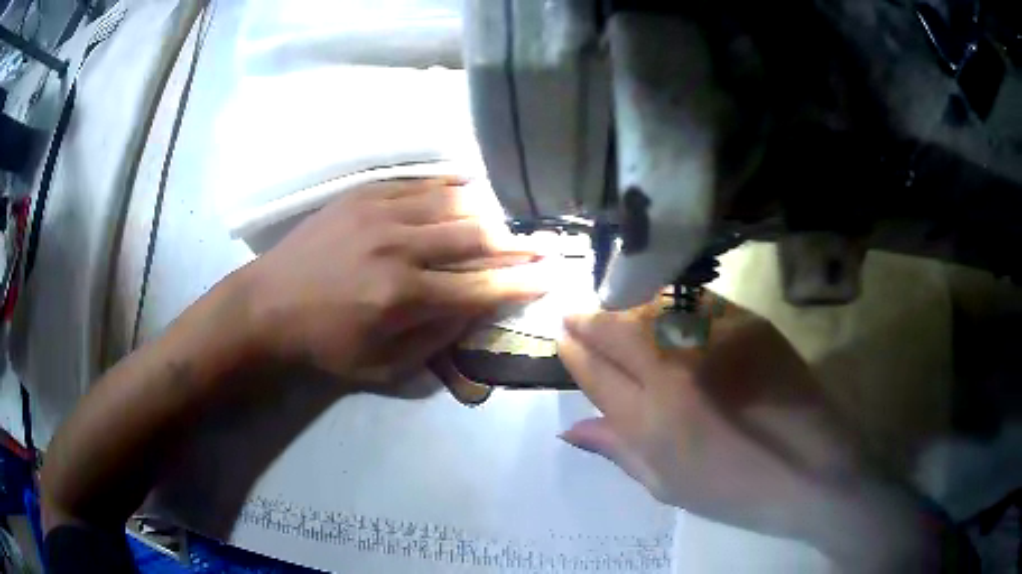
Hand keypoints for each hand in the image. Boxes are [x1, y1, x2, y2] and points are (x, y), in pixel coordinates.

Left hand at [239, 177, 545, 382]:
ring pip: (455, 202)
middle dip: (517, 243)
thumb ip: (437, 339)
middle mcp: (399, 248)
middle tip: (542, 245)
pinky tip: (469, 191)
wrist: (267, 305)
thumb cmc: (325, 345)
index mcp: (403, 297)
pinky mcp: (365, 194)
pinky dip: (453, 187)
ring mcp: (380, 213)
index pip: (481, 286)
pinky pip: (422, 183)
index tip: (552, 275)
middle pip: (477, 235)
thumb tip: (476, 308)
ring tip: (507, 222)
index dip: (522, 281)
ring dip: (488, 213)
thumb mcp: (383, 367)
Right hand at [558, 298, 951, 570]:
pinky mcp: (748, 322)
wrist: (814, 470)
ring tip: (611, 306)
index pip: (595, 371)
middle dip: (587, 317)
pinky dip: (667, 301)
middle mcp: (677, 372)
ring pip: (651, 308)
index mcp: (653, 422)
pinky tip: (660, 307)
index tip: (562, 334)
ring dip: (623, 304)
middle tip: (573, 309)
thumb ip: (617, 451)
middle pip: (615, 329)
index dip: (573, 349)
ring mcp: (716, 341)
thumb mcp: (669, 487)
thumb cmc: (737, 492)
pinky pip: (693, 301)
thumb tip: (570, 429)